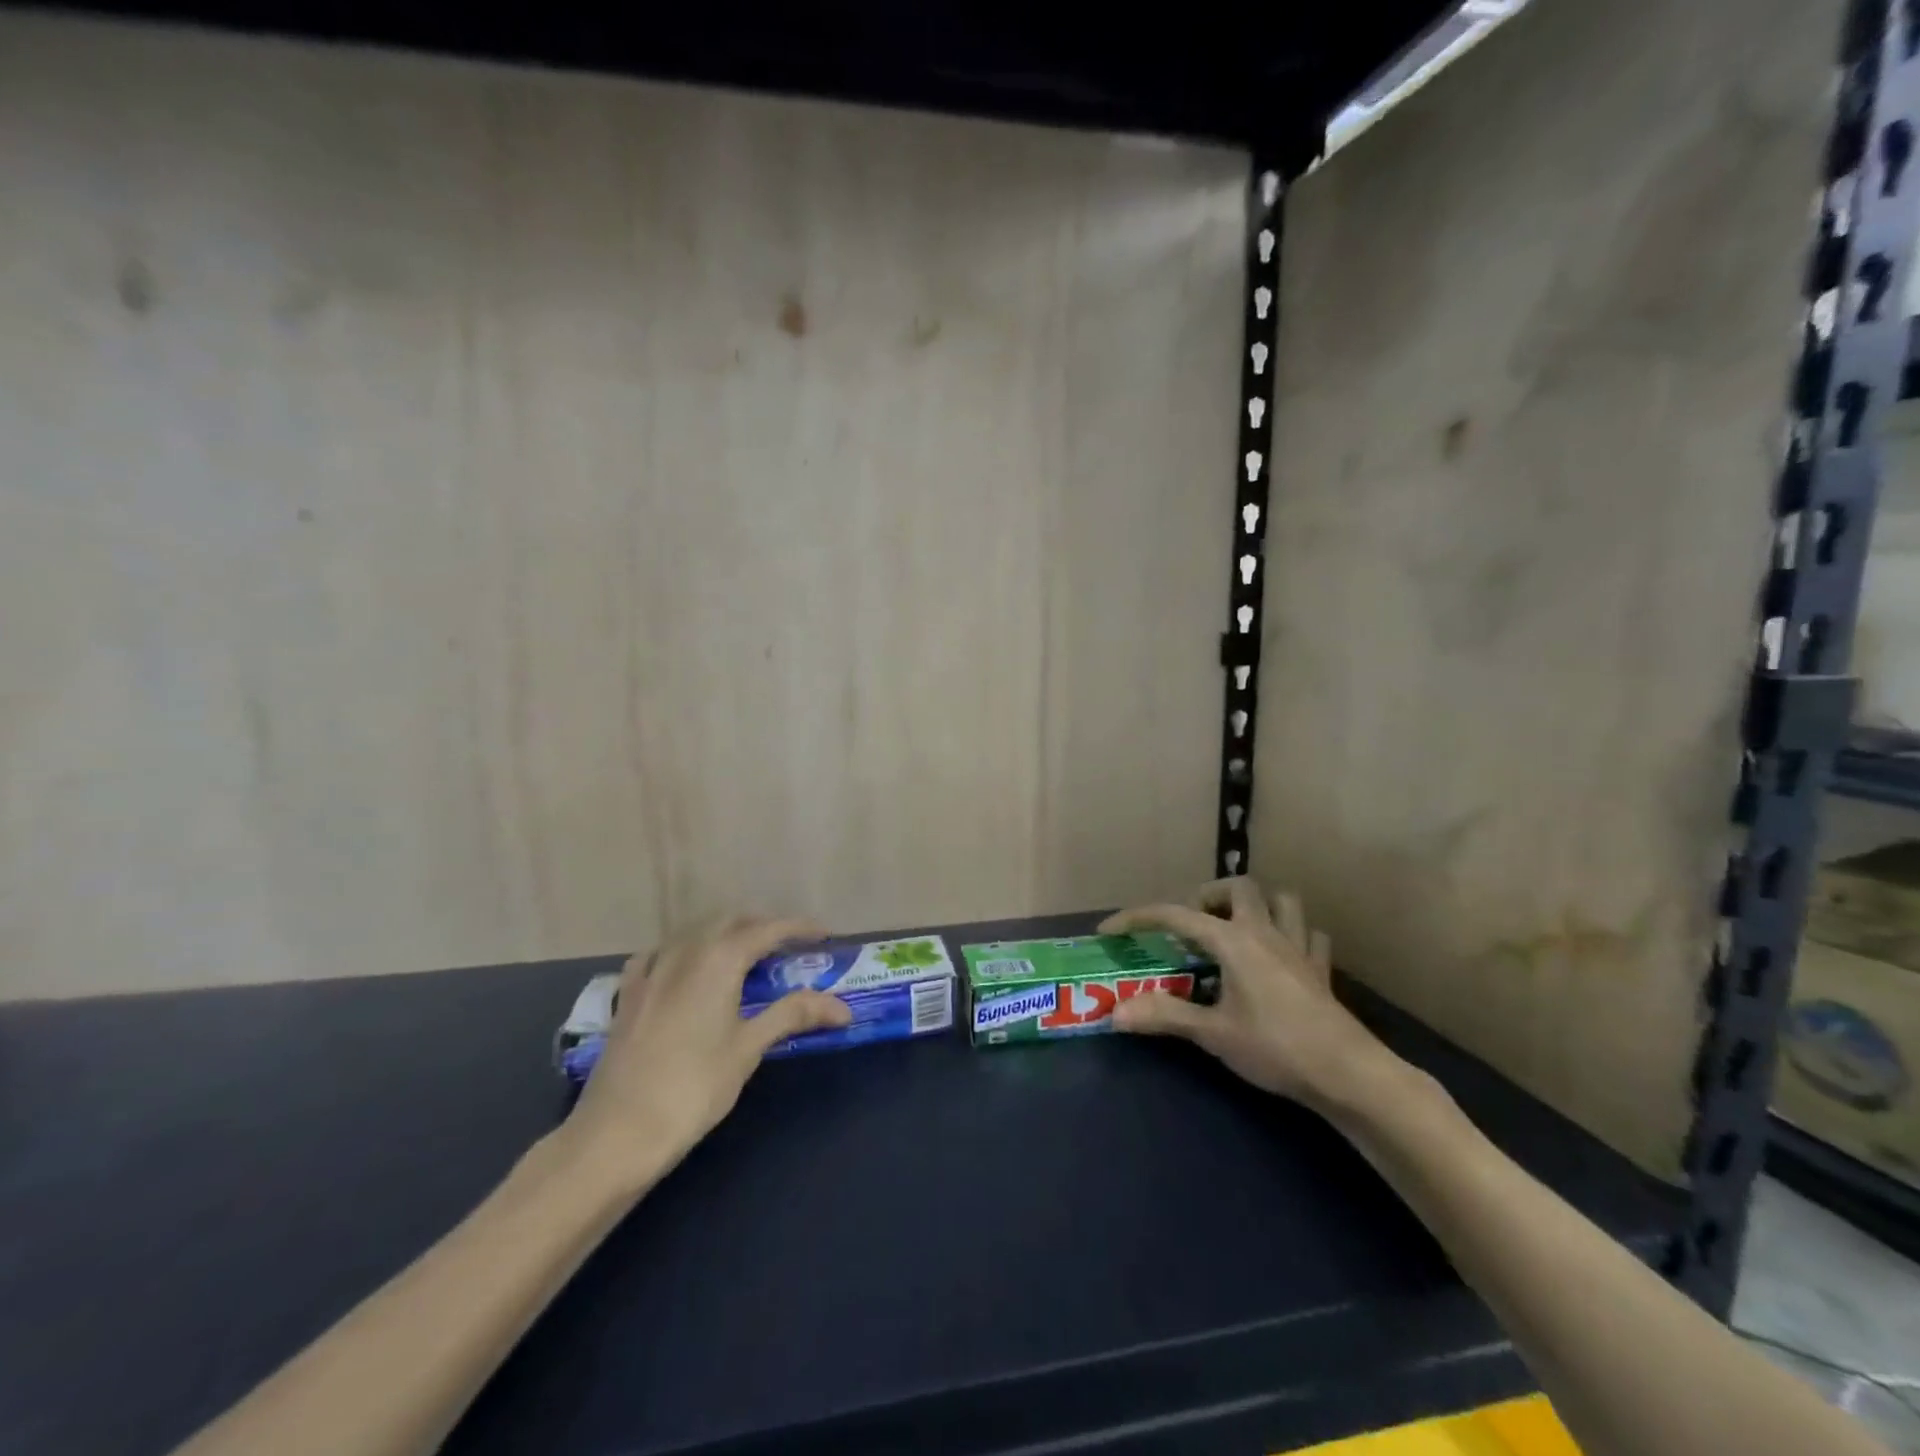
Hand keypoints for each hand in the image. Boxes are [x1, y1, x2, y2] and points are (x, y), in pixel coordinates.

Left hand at [563, 915, 851, 1184]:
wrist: (617, 1132)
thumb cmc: (694, 1087)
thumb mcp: (749, 1048)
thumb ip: (793, 1015)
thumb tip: (843, 1007)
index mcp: (719, 959)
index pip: (767, 930)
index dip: (798, 928)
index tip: (824, 935)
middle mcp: (684, 952)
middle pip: (729, 922)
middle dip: (761, 926)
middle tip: (788, 947)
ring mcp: (651, 971)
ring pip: (692, 933)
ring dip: (723, 934)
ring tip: (744, 956)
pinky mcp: (628, 995)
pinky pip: (657, 955)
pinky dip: (680, 952)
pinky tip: (683, 969)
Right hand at [1101, 877, 1397, 1109]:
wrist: (1347, 1073)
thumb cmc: (1275, 1046)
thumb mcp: (1213, 1033)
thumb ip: (1165, 1016)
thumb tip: (1115, 1012)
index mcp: (1233, 941)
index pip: (1176, 916)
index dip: (1139, 918)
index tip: (1110, 930)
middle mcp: (1265, 932)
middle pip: (1240, 888)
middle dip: (1211, 895)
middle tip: (1194, 924)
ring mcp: (1299, 949)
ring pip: (1283, 902)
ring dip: (1258, 905)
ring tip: (1238, 929)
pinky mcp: (1321, 971)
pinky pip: (1310, 936)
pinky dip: (1293, 935)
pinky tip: (1282, 955)